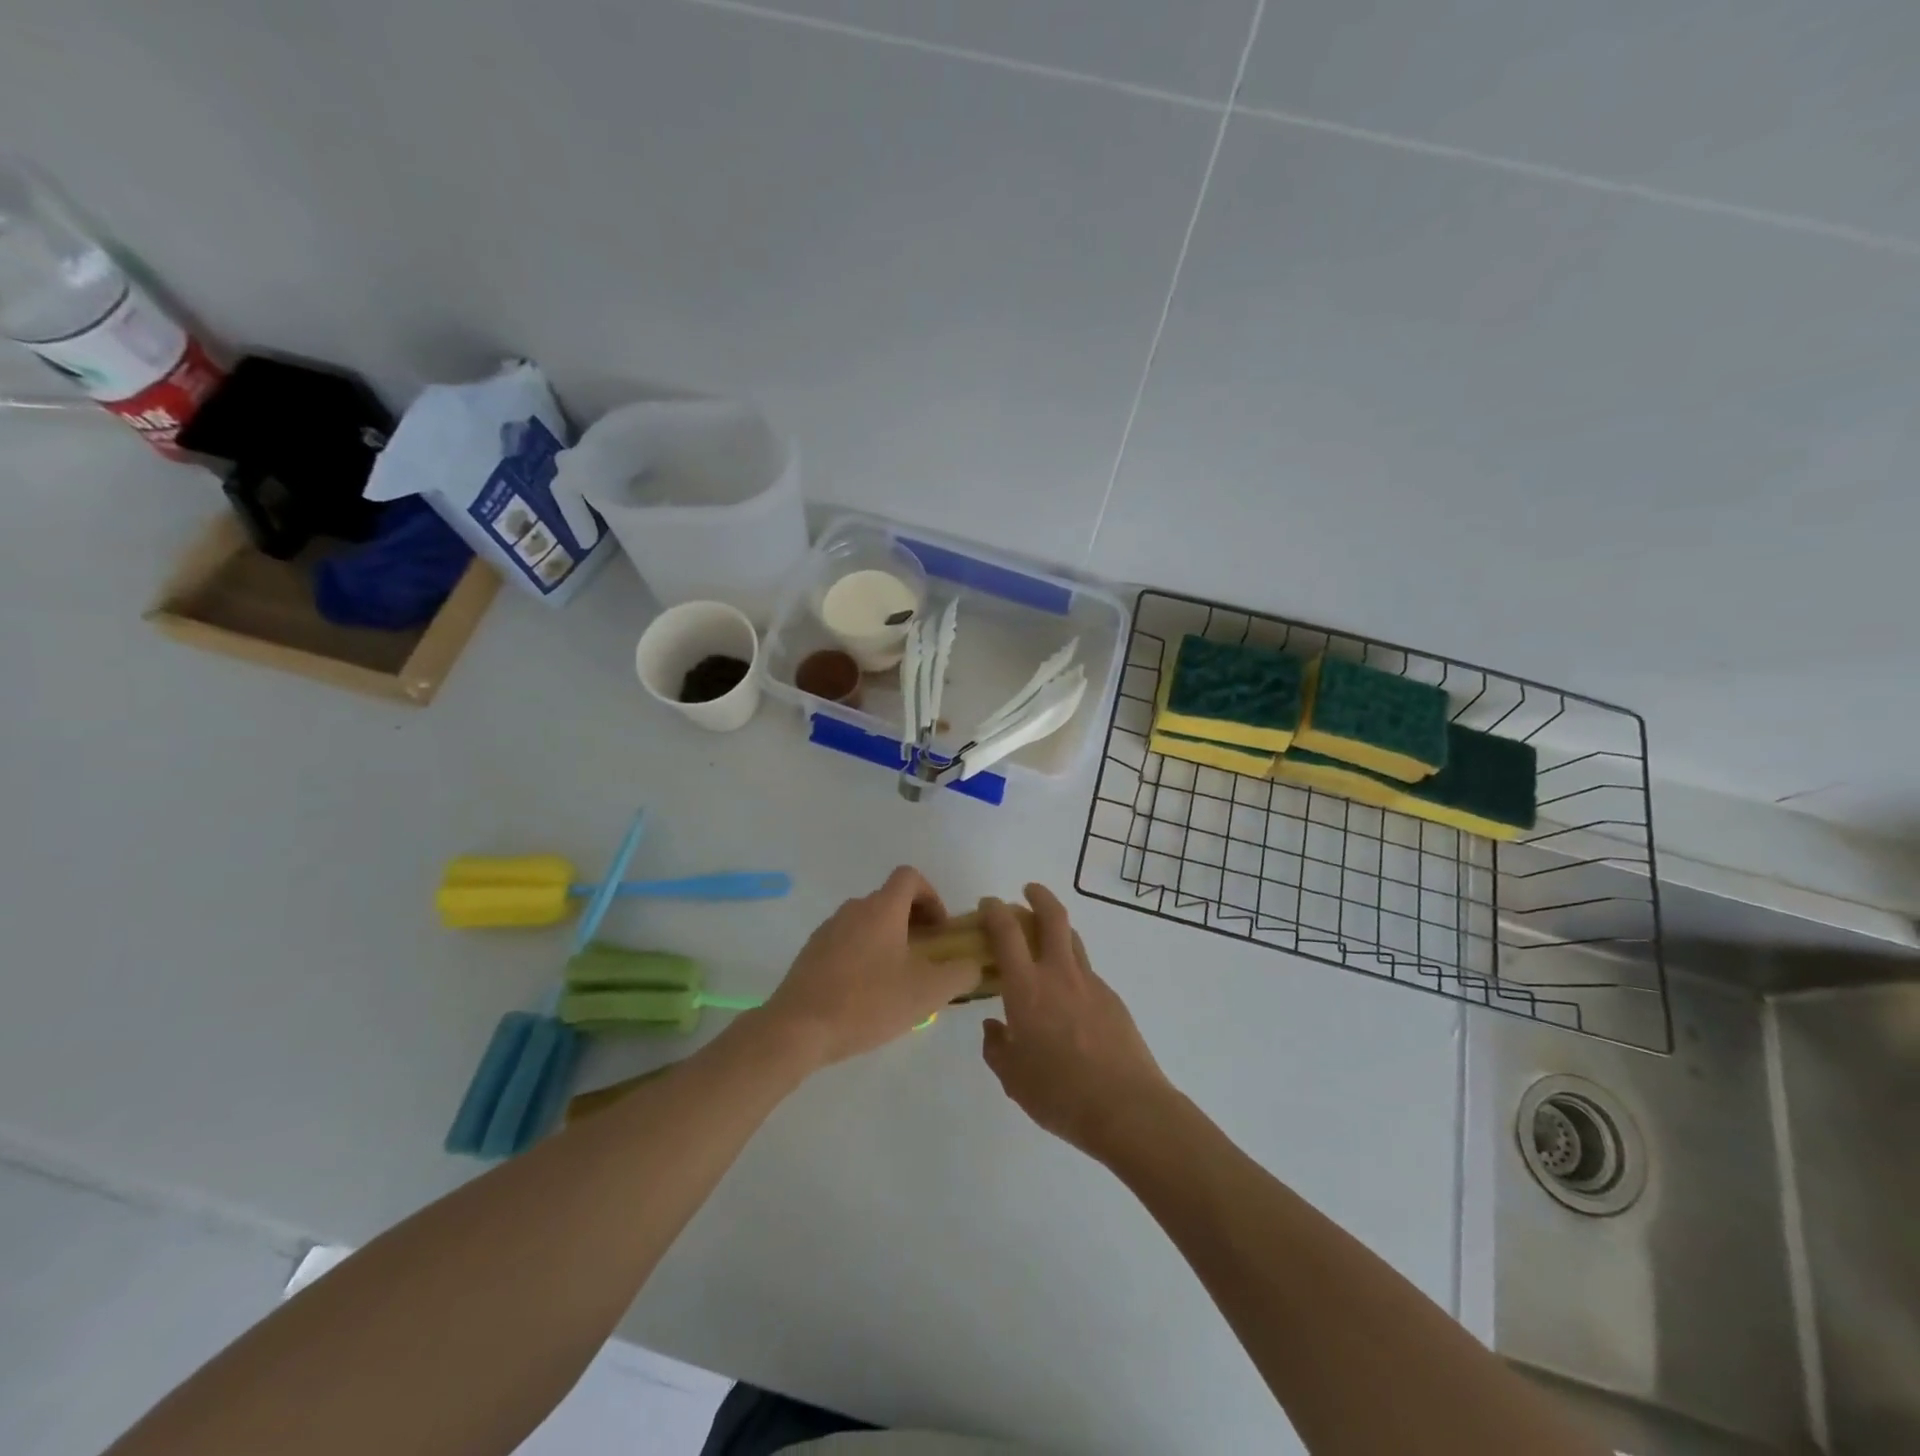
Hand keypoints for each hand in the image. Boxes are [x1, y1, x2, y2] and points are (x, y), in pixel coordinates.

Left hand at [762, 866, 980, 1068]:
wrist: (797, 1029)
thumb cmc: (867, 1003)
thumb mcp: (927, 992)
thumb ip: (960, 973)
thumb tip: (972, 964)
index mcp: (882, 908)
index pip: (910, 877)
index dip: (931, 896)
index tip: (940, 930)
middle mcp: (854, 909)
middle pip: (890, 900)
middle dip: (913, 922)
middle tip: (925, 959)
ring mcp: (828, 929)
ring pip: (868, 922)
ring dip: (889, 940)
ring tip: (897, 980)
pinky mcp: (811, 952)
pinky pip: (847, 942)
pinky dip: (864, 955)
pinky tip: (865, 994)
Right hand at [979, 884, 1172, 1159]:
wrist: (1127, 1108)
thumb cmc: (1059, 1093)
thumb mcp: (1013, 1077)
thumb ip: (997, 1047)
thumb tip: (994, 1026)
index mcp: (1026, 988)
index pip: (1006, 932)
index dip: (994, 911)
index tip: (987, 904)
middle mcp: (1059, 974)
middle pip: (1052, 916)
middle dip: (1038, 896)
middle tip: (1028, 891)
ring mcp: (1091, 984)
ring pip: (1074, 939)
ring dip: (1058, 928)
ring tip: (1046, 938)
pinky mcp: (1113, 1000)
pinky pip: (1087, 973)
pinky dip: (1073, 970)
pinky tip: (1069, 998)